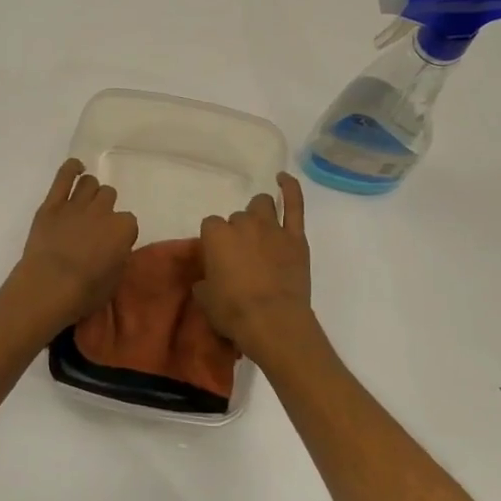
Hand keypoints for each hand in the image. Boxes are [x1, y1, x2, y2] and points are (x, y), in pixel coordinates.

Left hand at [6, 159, 137, 330]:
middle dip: (104, 207)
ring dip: (89, 191)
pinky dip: (71, 168)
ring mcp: (76, 204)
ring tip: (83, 203)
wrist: (48, 287)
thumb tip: (114, 248)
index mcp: (123, 229)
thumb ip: (118, 256)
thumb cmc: (84, 293)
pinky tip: (75, 168)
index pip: (129, 221)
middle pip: (109, 195)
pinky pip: (64, 175)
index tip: (112, 242)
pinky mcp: (52, 203)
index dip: (120, 231)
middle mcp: (103, 210)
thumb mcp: (114, 280)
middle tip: (94, 223)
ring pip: (90, 182)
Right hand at [196, 172, 315, 359]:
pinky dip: (290, 188)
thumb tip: (207, 279)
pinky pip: (294, 204)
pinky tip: (284, 178)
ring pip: (261, 204)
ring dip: (258, 213)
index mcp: (216, 236)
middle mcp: (242, 224)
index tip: (219, 257)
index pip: (211, 226)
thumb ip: (205, 281)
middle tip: (242, 254)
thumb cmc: (233, 312)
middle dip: (238, 232)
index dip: (215, 241)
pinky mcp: (295, 237)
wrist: (273, 322)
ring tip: (260, 228)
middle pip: (237, 218)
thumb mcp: (206, 299)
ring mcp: (271, 228)